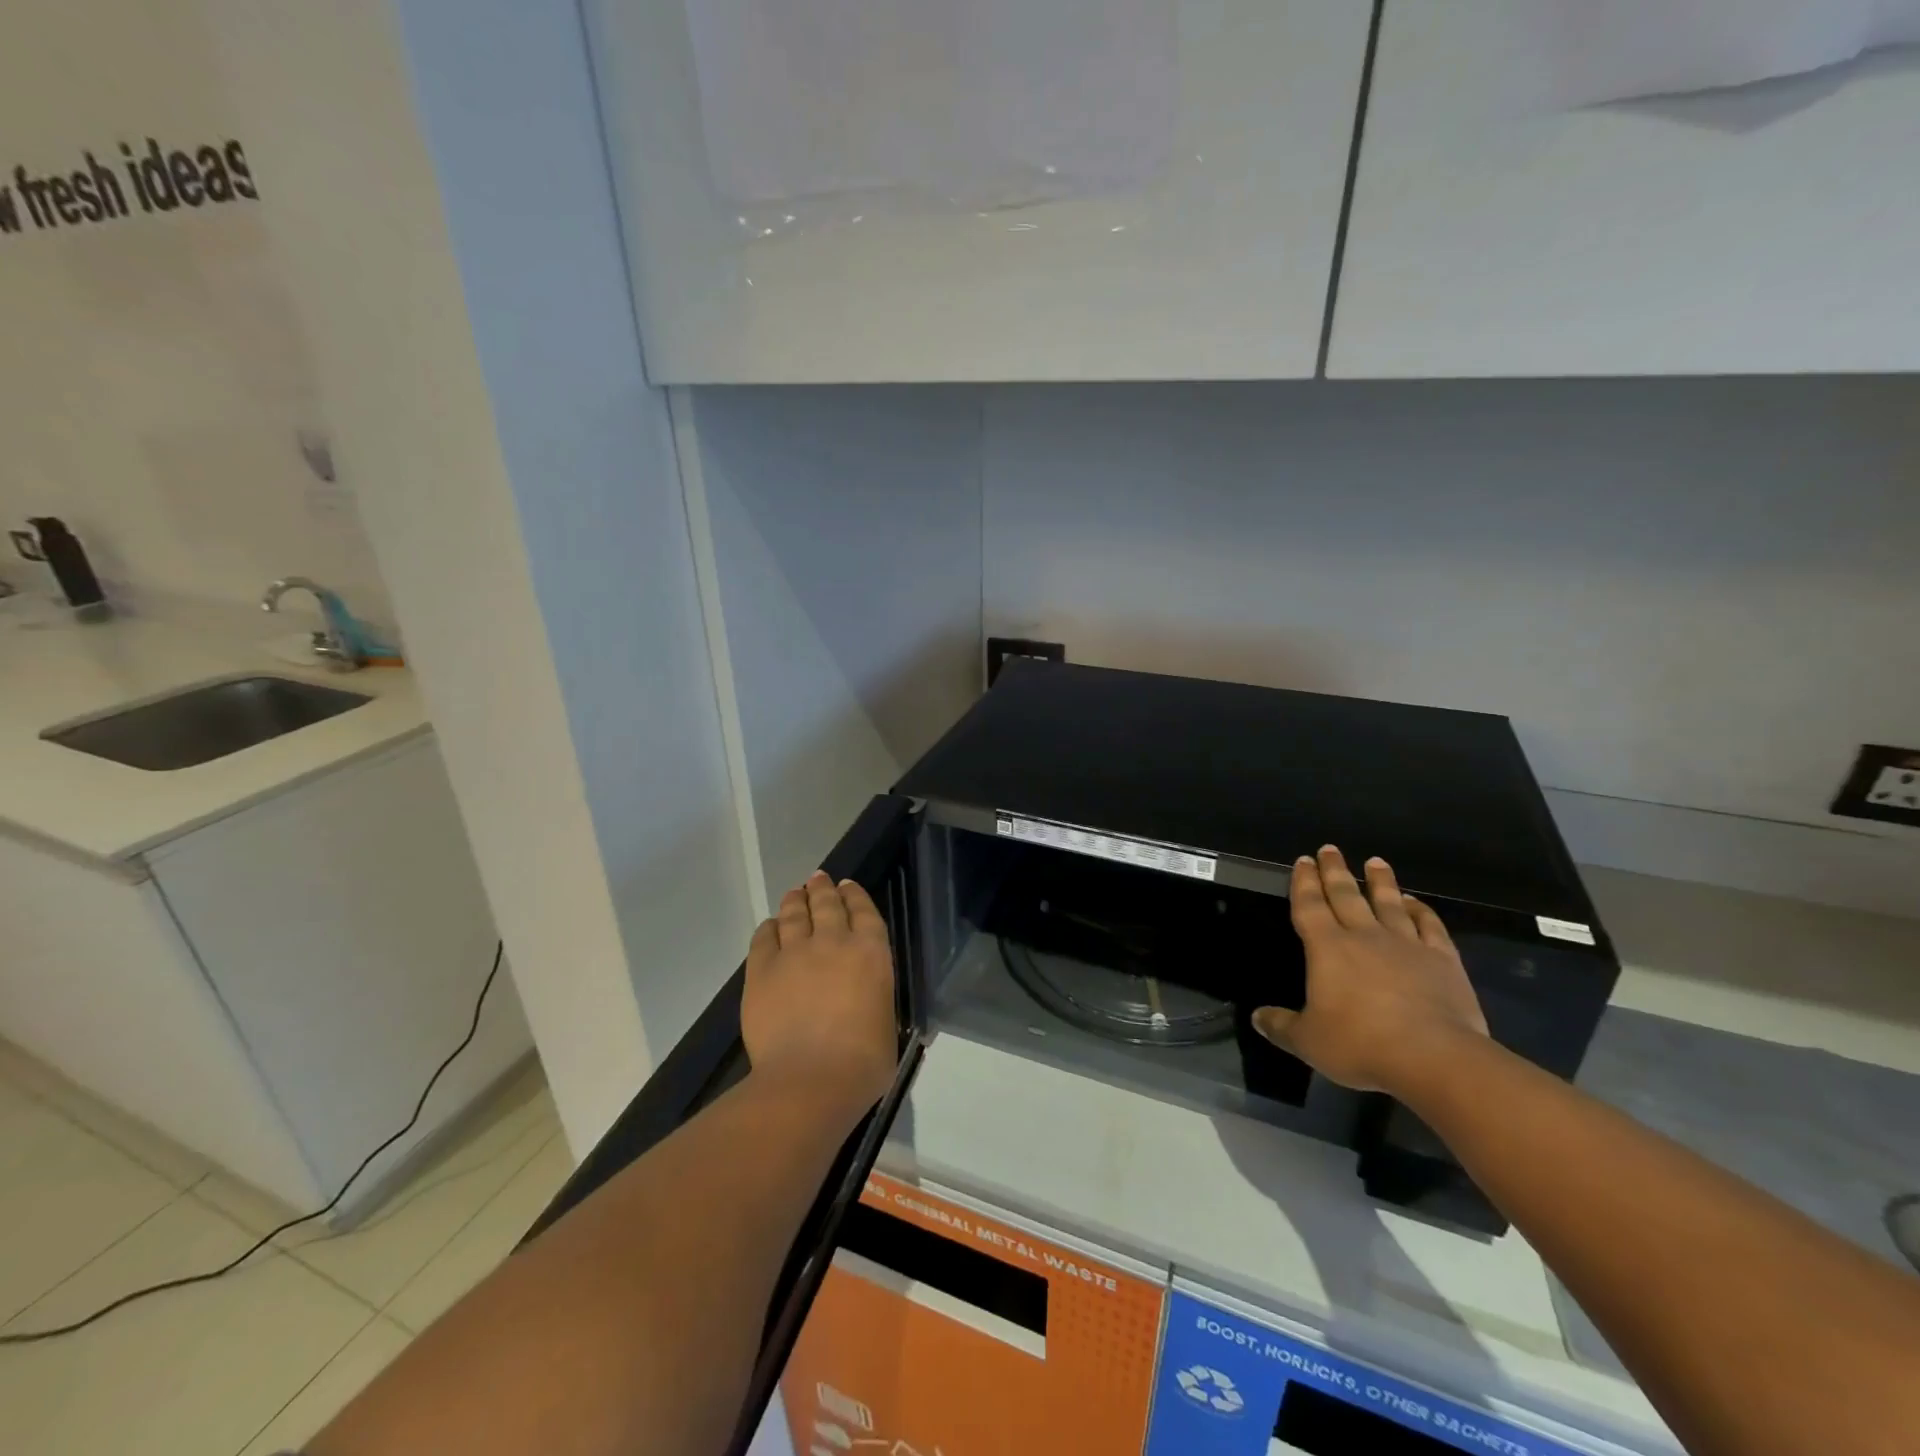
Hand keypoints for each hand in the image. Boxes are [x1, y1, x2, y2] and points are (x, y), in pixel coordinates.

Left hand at [742, 871, 897, 1118]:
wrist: (810, 1080)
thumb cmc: (863, 1063)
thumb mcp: (886, 1023)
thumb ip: (874, 999)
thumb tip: (865, 1003)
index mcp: (871, 953)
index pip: (864, 911)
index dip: (855, 895)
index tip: (847, 886)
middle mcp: (833, 941)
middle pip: (826, 904)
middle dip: (823, 889)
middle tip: (818, 879)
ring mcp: (794, 952)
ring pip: (794, 913)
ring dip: (796, 900)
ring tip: (796, 893)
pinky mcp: (761, 970)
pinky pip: (764, 938)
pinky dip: (769, 928)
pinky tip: (770, 926)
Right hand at [1253, 846, 1487, 1094]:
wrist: (1434, 1057)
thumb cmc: (1361, 1044)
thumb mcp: (1308, 1041)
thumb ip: (1281, 1026)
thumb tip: (1257, 1017)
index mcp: (1327, 948)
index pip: (1309, 905)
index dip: (1303, 882)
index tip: (1303, 860)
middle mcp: (1364, 936)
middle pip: (1346, 895)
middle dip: (1334, 871)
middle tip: (1330, 849)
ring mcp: (1406, 944)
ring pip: (1389, 903)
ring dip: (1380, 881)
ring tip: (1375, 862)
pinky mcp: (1442, 960)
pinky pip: (1430, 926)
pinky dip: (1422, 911)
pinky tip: (1416, 903)